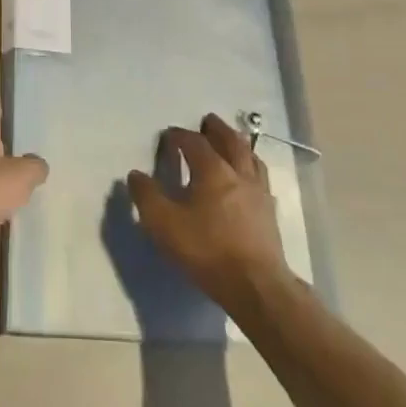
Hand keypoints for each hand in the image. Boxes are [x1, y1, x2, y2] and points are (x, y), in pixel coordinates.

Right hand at [128, 114, 292, 308]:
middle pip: (230, 142)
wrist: (256, 285)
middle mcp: (239, 174)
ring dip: (239, 145)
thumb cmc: (207, 250)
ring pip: (251, 158)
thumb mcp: (164, 224)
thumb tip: (136, 175)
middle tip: (208, 121)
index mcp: (213, 170)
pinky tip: (248, 179)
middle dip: (217, 129)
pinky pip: (261, 178)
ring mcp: (259, 193)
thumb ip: (147, 196)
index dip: (180, 135)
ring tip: (232, 142)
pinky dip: (252, 168)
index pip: (195, 143)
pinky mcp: (270, 214)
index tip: (169, 135)